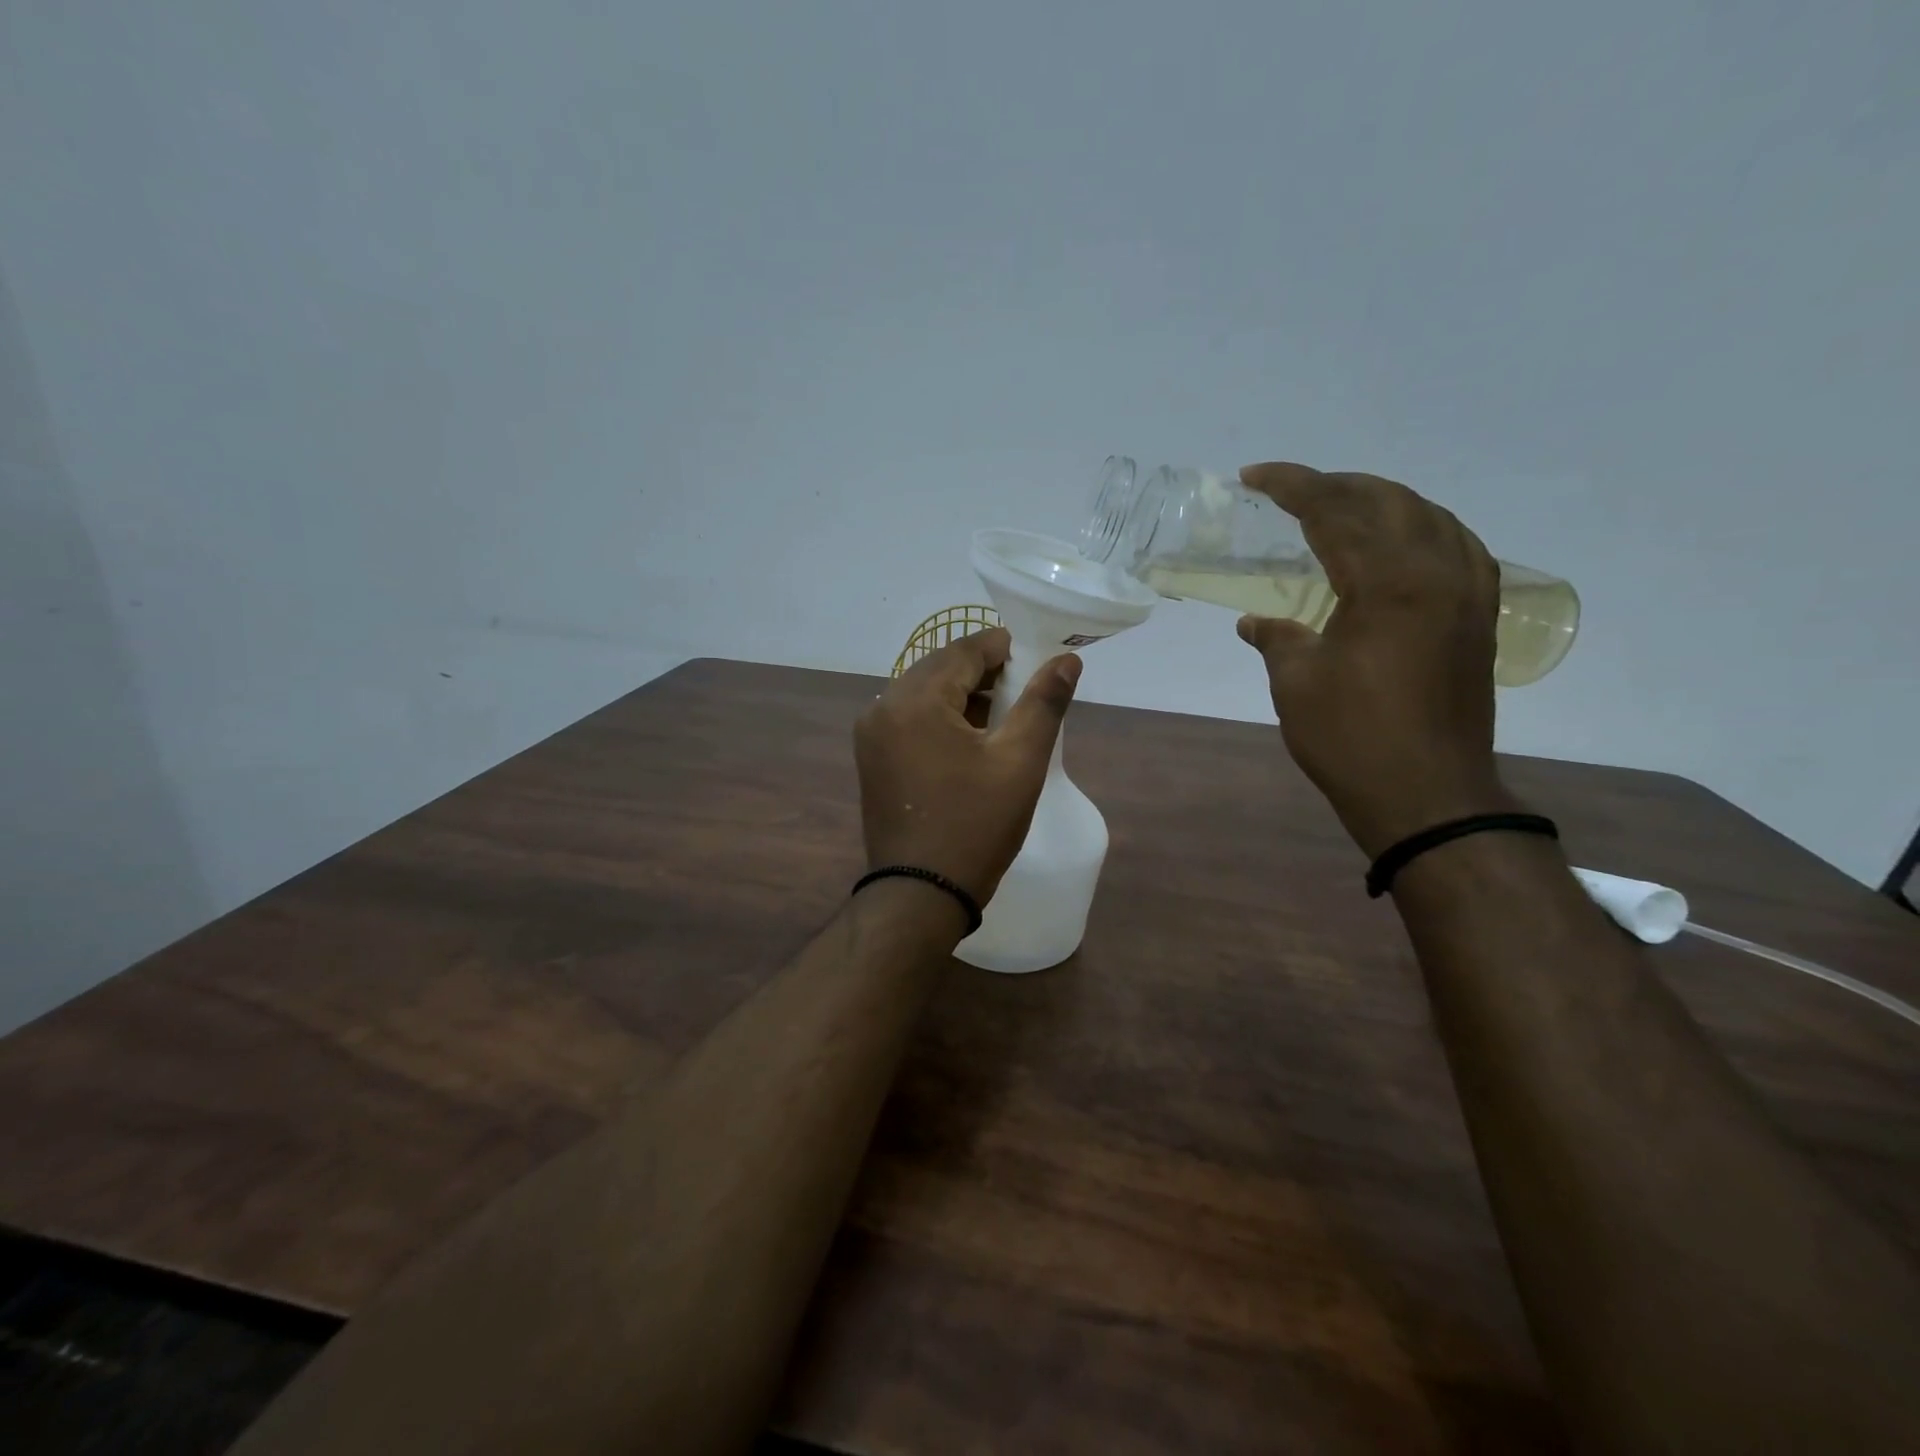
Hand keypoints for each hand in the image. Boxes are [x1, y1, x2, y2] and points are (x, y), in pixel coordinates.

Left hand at [855, 627, 1081, 905]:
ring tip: (1008, 717)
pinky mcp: (872, 759)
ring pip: (925, 694)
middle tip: (1028, 690)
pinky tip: (973, 740)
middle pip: (941, 669)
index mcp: (913, 700)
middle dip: (986, 673)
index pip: (965, 650)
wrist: (920, 895)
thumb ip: (1044, 703)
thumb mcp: (1019, 762)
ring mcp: (871, 735)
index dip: (1006, 648)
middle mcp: (882, 707)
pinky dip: (943, 718)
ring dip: (965, 696)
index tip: (1041, 661)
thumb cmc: (975, 825)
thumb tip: (1066, 660)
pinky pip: (911, 719)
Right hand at [1235, 462, 1515, 857]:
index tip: (1254, 476)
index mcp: (1387, 583)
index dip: (1292, 486)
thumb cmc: (1351, 738)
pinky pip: (1458, 547)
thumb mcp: (1296, 684)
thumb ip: (1277, 638)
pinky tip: (1404, 541)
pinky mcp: (1479, 617)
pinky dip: (1423, 529)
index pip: (1335, 512)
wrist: (1428, 795)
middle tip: (1292, 491)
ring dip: (1382, 502)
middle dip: (1336, 486)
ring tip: (1343, 507)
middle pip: (1388, 501)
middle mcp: (1437, 573)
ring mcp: (1467, 593)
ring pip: (1430, 517)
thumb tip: (1256, 621)